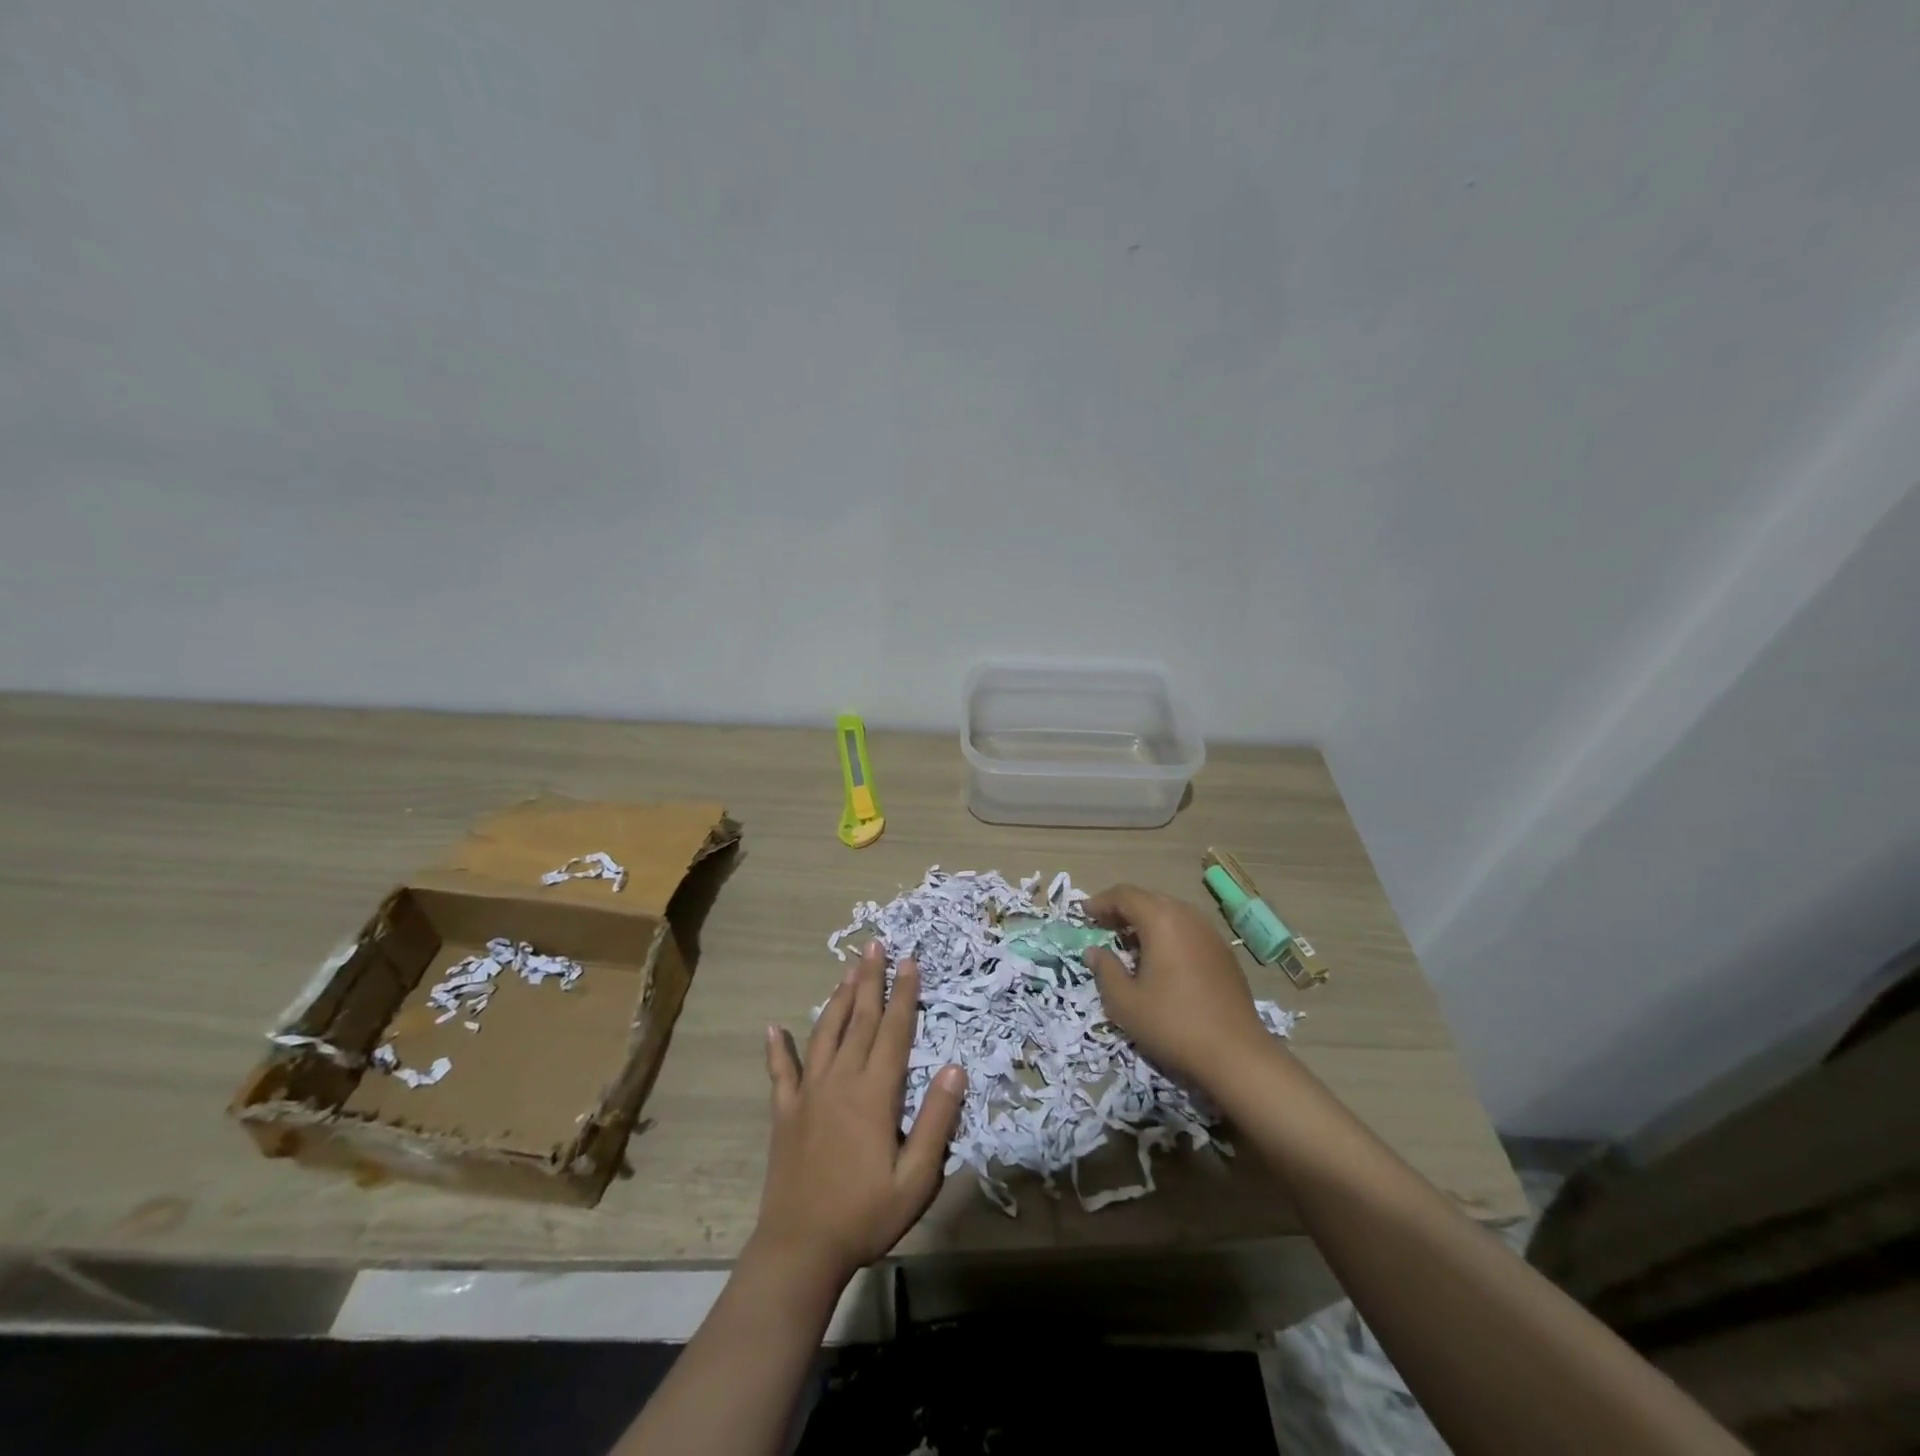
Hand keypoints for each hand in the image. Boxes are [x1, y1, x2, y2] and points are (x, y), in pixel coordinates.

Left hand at [753, 943, 966, 1289]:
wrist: (800, 1249)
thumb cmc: (865, 1215)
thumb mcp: (916, 1178)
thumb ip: (936, 1121)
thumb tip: (956, 1067)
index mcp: (874, 1093)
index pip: (895, 1031)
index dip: (904, 994)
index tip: (910, 961)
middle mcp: (840, 1080)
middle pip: (859, 1019)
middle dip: (870, 979)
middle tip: (875, 945)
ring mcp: (808, 1093)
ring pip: (825, 1033)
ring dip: (837, 998)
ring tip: (847, 970)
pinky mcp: (785, 1111)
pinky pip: (780, 1071)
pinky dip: (777, 1048)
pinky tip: (773, 1028)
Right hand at [1085, 884, 1274, 1091]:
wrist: (1236, 1054)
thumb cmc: (1172, 1024)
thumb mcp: (1125, 1002)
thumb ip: (1105, 970)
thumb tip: (1094, 951)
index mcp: (1161, 920)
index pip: (1125, 895)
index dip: (1100, 902)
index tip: (1083, 913)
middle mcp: (1188, 917)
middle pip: (1149, 899)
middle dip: (1123, 909)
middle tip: (1102, 926)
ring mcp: (1210, 934)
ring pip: (1171, 913)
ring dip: (1146, 921)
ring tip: (1129, 943)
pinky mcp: (1224, 954)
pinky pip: (1188, 930)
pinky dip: (1168, 934)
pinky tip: (1161, 960)